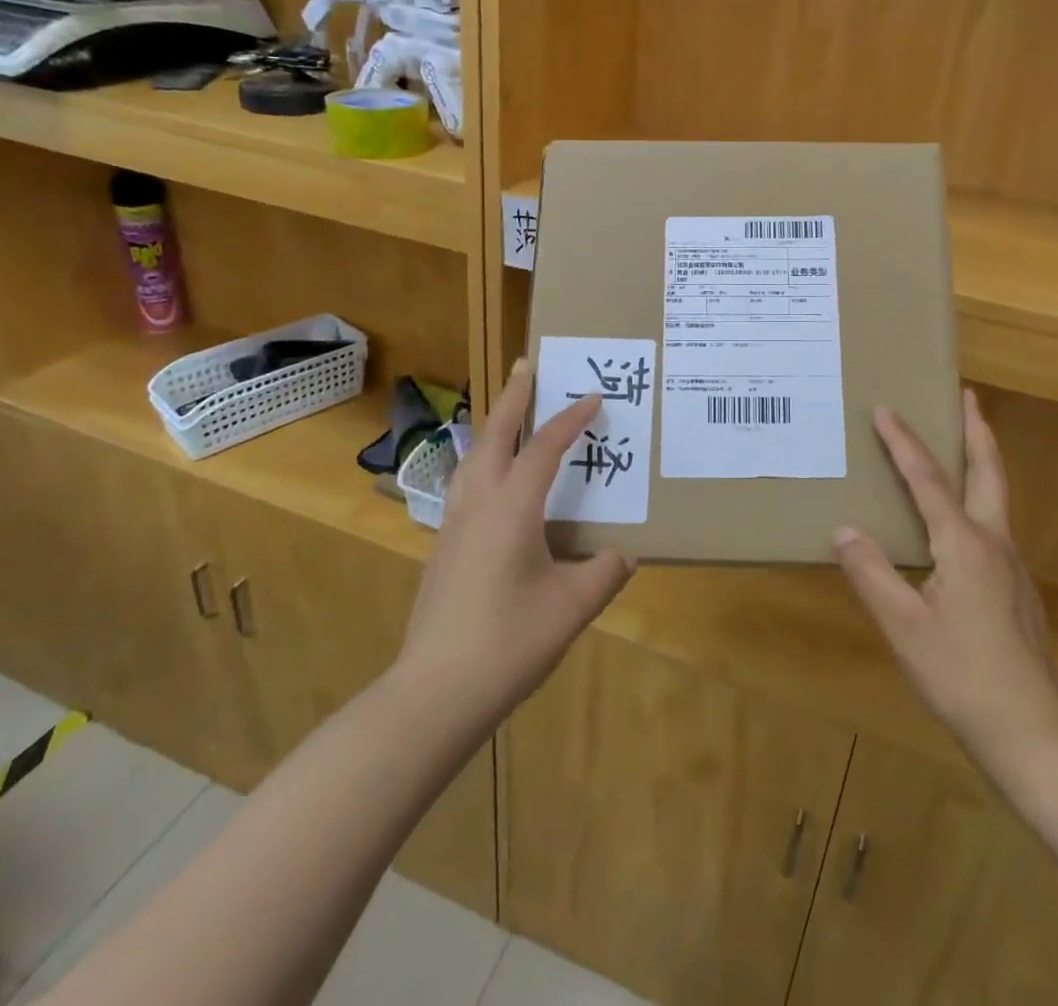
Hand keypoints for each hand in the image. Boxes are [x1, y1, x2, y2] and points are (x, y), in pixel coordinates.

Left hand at [399, 361, 634, 729]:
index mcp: (511, 508)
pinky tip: (493, 481)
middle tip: (528, 364)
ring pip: (472, 457)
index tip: (592, 397)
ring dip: (494, 426)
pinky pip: (465, 483)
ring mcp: (453, 525)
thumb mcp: (571, 608)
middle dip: (514, 396)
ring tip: (511, 413)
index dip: (569, 418)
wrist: (433, 693)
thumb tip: (624, 555)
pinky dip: (483, 460)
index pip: (543, 447)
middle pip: (494, 435)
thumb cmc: (508, 643)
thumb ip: (604, 574)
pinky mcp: (443, 548)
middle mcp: (477, 504)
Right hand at [833, 390, 1057, 763]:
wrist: (1032, 731)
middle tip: (966, 395)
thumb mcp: (903, 626)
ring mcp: (1011, 565)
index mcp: (964, 544)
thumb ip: (871, 573)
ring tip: (961, 442)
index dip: (904, 441)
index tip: (885, 408)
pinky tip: (958, 520)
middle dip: (976, 429)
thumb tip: (843, 529)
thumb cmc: (961, 675)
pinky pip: (992, 524)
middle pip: (988, 471)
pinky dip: (976, 497)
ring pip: (996, 496)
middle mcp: (994, 543)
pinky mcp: (1016, 588)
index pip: (927, 479)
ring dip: (979, 460)